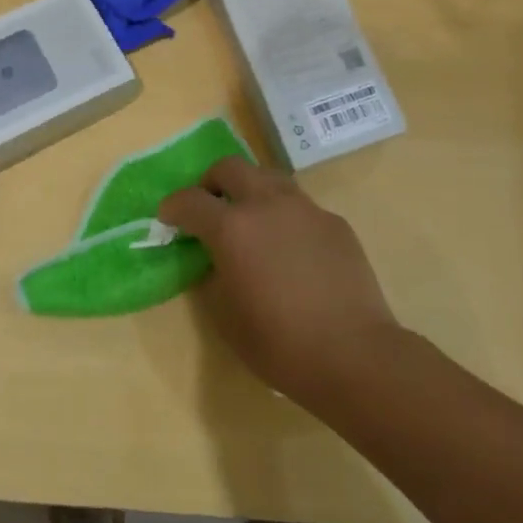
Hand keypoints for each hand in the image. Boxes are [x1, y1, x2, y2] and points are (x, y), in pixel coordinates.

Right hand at [159, 157, 401, 403]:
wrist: (354, 355)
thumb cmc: (280, 343)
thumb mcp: (226, 315)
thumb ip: (213, 274)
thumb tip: (215, 257)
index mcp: (232, 227)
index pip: (190, 201)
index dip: (173, 207)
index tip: (167, 218)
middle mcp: (267, 204)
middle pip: (230, 168)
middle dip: (211, 182)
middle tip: (208, 208)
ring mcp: (306, 209)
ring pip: (268, 178)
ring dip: (250, 191)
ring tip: (250, 222)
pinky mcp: (334, 222)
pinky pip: (300, 206)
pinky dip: (283, 216)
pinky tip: (290, 249)